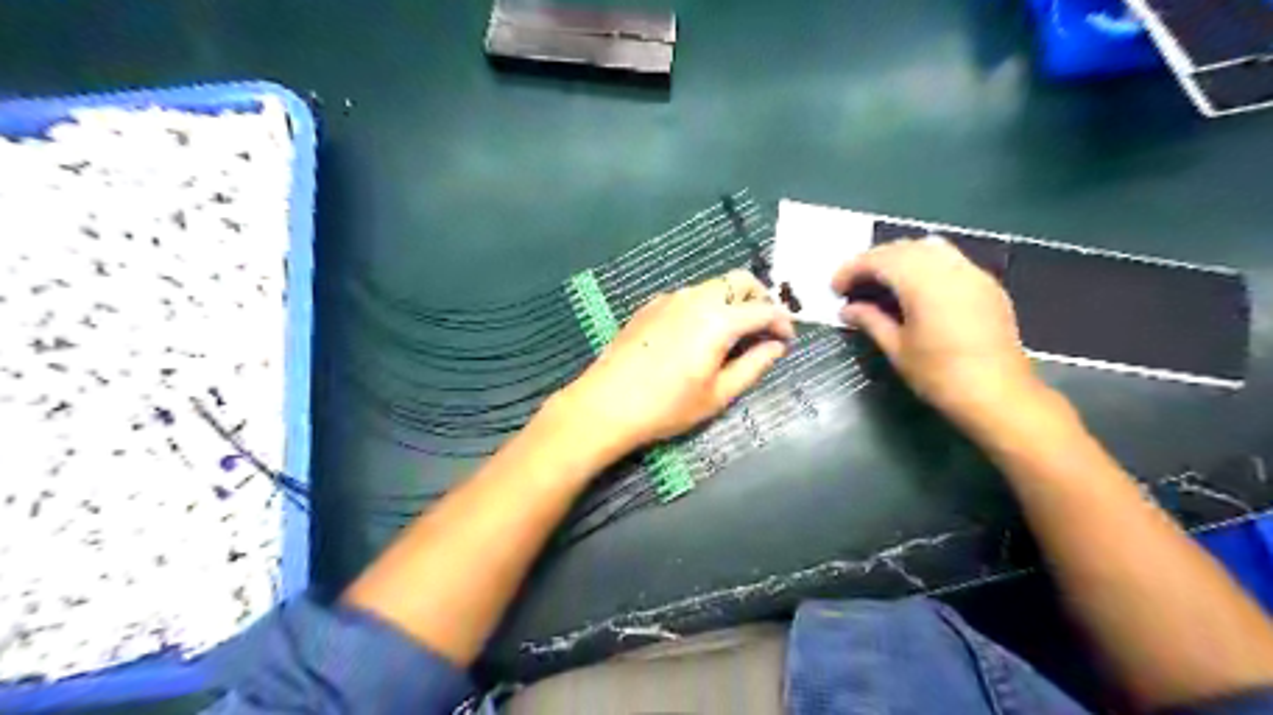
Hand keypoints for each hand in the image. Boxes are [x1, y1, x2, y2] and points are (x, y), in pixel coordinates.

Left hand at [551, 270, 792, 455]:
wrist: (606, 403)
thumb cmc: (667, 406)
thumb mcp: (717, 395)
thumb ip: (752, 366)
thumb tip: (775, 347)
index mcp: (718, 320)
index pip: (763, 309)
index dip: (782, 322)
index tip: (787, 340)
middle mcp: (696, 298)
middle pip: (739, 281)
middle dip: (760, 298)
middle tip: (764, 327)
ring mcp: (670, 298)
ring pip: (713, 286)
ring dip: (733, 301)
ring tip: (734, 333)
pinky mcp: (651, 305)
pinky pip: (689, 296)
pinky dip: (706, 305)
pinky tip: (699, 334)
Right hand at [838, 239, 1044, 429]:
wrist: (998, 395)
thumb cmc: (940, 376)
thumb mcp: (897, 350)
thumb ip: (870, 321)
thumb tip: (847, 310)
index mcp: (924, 283)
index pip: (880, 260)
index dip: (853, 269)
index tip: (835, 288)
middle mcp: (949, 269)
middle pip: (904, 248)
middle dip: (874, 260)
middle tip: (854, 284)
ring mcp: (972, 274)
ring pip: (929, 249)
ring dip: (900, 258)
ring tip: (882, 282)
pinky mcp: (987, 285)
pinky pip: (950, 261)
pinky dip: (925, 265)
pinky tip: (916, 288)